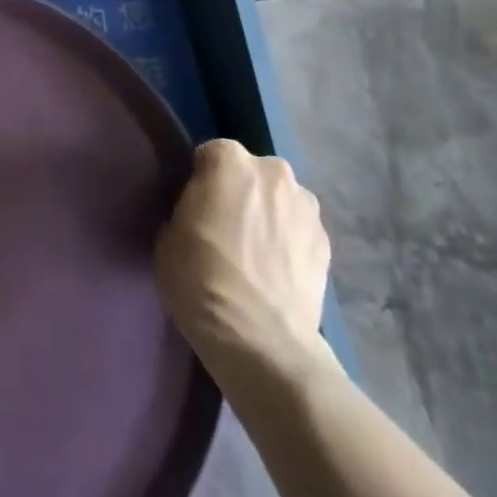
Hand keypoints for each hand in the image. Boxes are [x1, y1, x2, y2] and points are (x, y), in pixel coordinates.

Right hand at [156, 140, 333, 382]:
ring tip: (255, 256)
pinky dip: (289, 244)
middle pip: (251, 174)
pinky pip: (299, 232)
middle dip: (240, 193)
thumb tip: (200, 214)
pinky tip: (276, 273)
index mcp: (230, 160)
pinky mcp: (328, 244)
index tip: (194, 209)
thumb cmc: (201, 279)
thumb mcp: (168, 235)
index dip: (200, 181)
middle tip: (225, 230)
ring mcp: (307, 207)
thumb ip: (187, 208)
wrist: (261, 340)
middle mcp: (274, 171)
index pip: (209, 155)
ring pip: (279, 201)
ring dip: (269, 216)